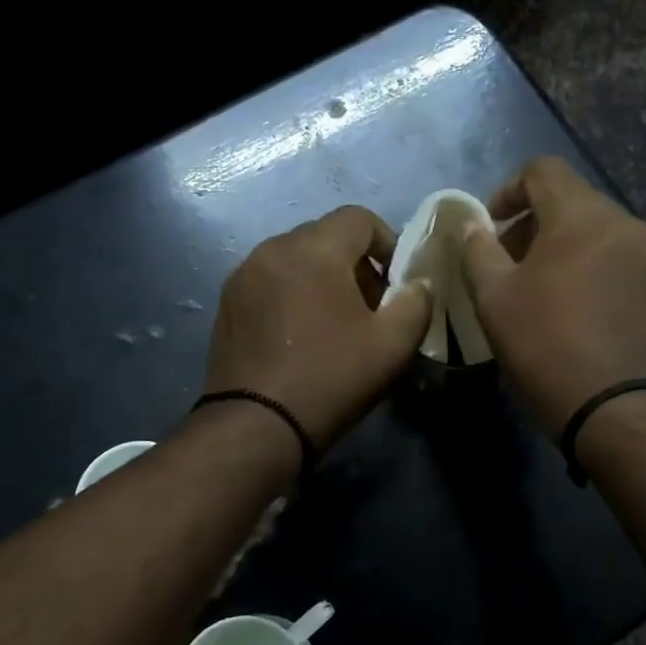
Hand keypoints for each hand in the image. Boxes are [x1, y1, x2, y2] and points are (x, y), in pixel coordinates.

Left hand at [205, 207, 432, 453]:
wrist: (256, 426)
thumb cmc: (330, 378)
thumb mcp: (392, 345)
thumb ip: (416, 303)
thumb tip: (418, 285)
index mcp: (313, 249)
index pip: (359, 218)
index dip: (387, 243)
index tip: (396, 284)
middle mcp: (272, 250)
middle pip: (324, 237)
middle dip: (354, 264)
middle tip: (370, 308)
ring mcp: (242, 277)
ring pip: (295, 260)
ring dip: (321, 280)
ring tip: (334, 325)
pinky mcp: (227, 305)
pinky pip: (270, 283)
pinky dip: (292, 295)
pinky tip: (300, 337)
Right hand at [461, 157, 645, 435]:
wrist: (617, 407)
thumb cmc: (546, 344)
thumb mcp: (493, 298)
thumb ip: (478, 251)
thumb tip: (473, 227)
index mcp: (582, 215)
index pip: (543, 170)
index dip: (509, 189)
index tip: (492, 225)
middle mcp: (626, 225)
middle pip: (574, 202)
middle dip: (536, 224)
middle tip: (511, 264)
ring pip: (601, 234)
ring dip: (568, 249)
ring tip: (547, 291)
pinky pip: (624, 264)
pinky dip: (597, 273)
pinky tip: (583, 313)